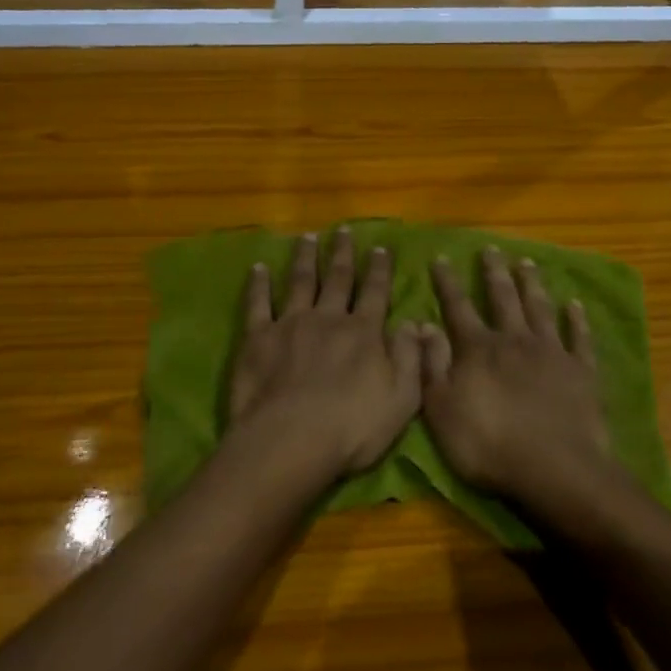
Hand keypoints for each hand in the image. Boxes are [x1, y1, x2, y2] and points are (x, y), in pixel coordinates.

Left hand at [228, 230, 420, 481]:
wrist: (291, 439)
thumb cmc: (352, 428)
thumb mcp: (401, 399)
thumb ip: (409, 357)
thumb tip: (412, 322)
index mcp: (363, 332)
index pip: (375, 293)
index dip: (379, 270)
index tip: (380, 248)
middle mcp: (328, 318)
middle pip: (338, 279)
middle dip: (342, 254)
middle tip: (342, 230)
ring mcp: (291, 323)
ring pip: (300, 282)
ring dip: (305, 258)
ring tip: (307, 237)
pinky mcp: (258, 337)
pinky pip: (258, 303)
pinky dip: (258, 284)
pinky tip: (259, 268)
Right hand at [420, 249, 614, 505]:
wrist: (555, 470)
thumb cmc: (488, 445)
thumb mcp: (441, 409)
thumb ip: (432, 364)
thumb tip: (423, 324)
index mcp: (478, 349)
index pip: (458, 307)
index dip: (447, 282)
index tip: (441, 257)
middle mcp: (514, 340)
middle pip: (502, 298)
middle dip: (494, 272)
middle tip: (491, 249)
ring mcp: (551, 353)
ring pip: (539, 308)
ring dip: (532, 284)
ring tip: (527, 262)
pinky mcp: (582, 372)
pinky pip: (579, 338)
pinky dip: (577, 319)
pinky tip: (575, 304)